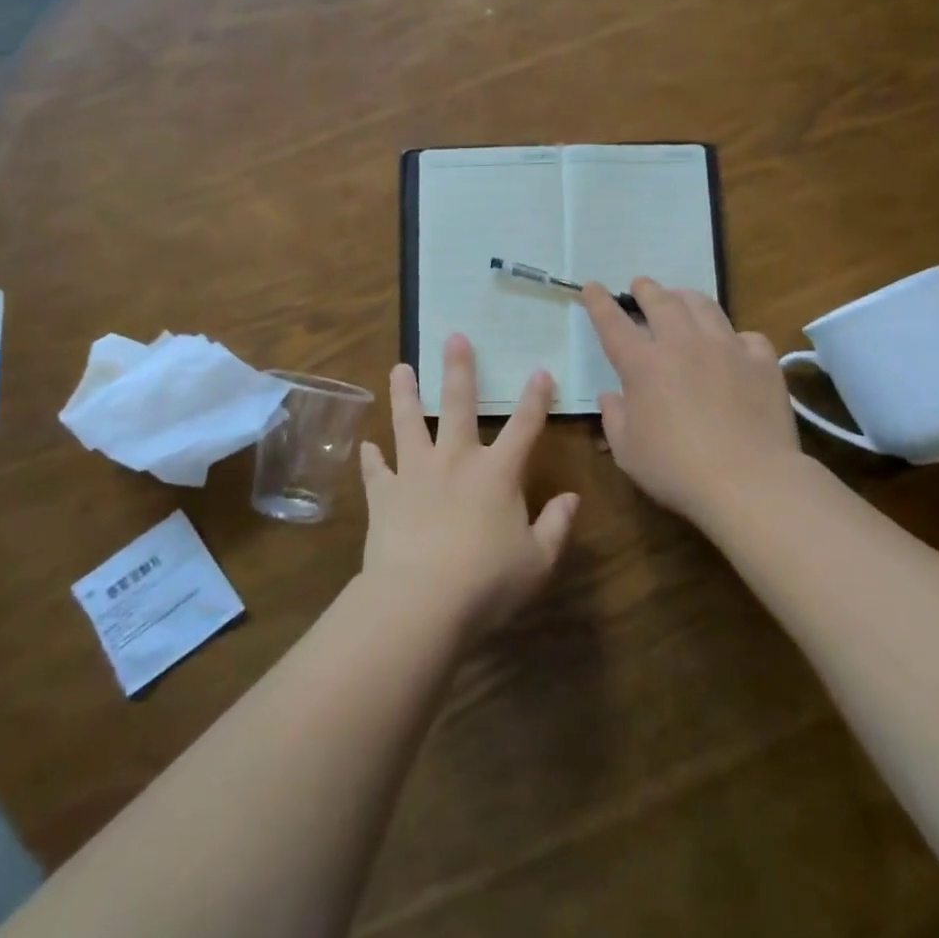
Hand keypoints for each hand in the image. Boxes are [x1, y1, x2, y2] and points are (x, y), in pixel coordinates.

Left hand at [359, 335, 578, 638]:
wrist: (421, 600)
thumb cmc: (488, 582)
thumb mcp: (538, 561)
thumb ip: (557, 526)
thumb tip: (573, 499)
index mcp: (498, 473)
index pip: (525, 426)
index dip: (536, 398)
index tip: (540, 371)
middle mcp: (455, 461)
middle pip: (458, 405)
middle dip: (458, 369)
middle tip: (452, 337)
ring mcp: (415, 473)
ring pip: (409, 423)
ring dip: (405, 394)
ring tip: (399, 368)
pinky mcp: (384, 495)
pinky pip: (375, 470)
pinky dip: (370, 458)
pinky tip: (365, 445)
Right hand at [583, 279, 805, 527]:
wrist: (749, 481)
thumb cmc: (676, 470)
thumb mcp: (627, 451)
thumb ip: (614, 418)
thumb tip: (612, 396)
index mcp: (643, 364)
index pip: (613, 323)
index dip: (599, 302)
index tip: (591, 286)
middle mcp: (682, 344)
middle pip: (661, 302)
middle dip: (646, 289)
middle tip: (641, 286)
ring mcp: (726, 348)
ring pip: (704, 306)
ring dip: (686, 297)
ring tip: (681, 298)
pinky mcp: (762, 362)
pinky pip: (747, 335)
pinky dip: (735, 335)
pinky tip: (734, 344)